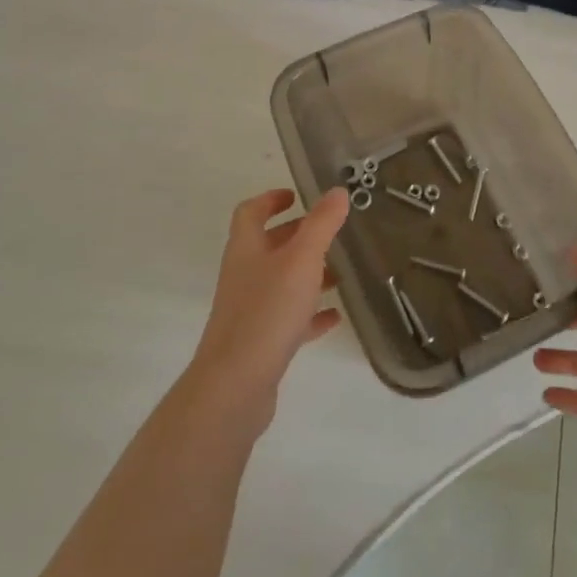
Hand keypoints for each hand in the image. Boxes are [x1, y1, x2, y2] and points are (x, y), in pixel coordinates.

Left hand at [186, 188, 348, 433]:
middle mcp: (244, 275)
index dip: (270, 199)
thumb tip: (337, 191)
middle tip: (329, 232)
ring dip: (307, 274)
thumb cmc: (268, 311)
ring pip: (280, 282)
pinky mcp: (260, 342)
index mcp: (246, 249)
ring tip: (340, 273)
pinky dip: (310, 314)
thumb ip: (321, 224)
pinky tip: (334, 317)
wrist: (235, 385)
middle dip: (297, 236)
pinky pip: (288, 319)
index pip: (251, 212)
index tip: (296, 195)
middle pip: (268, 246)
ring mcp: (250, 310)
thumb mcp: (302, 259)